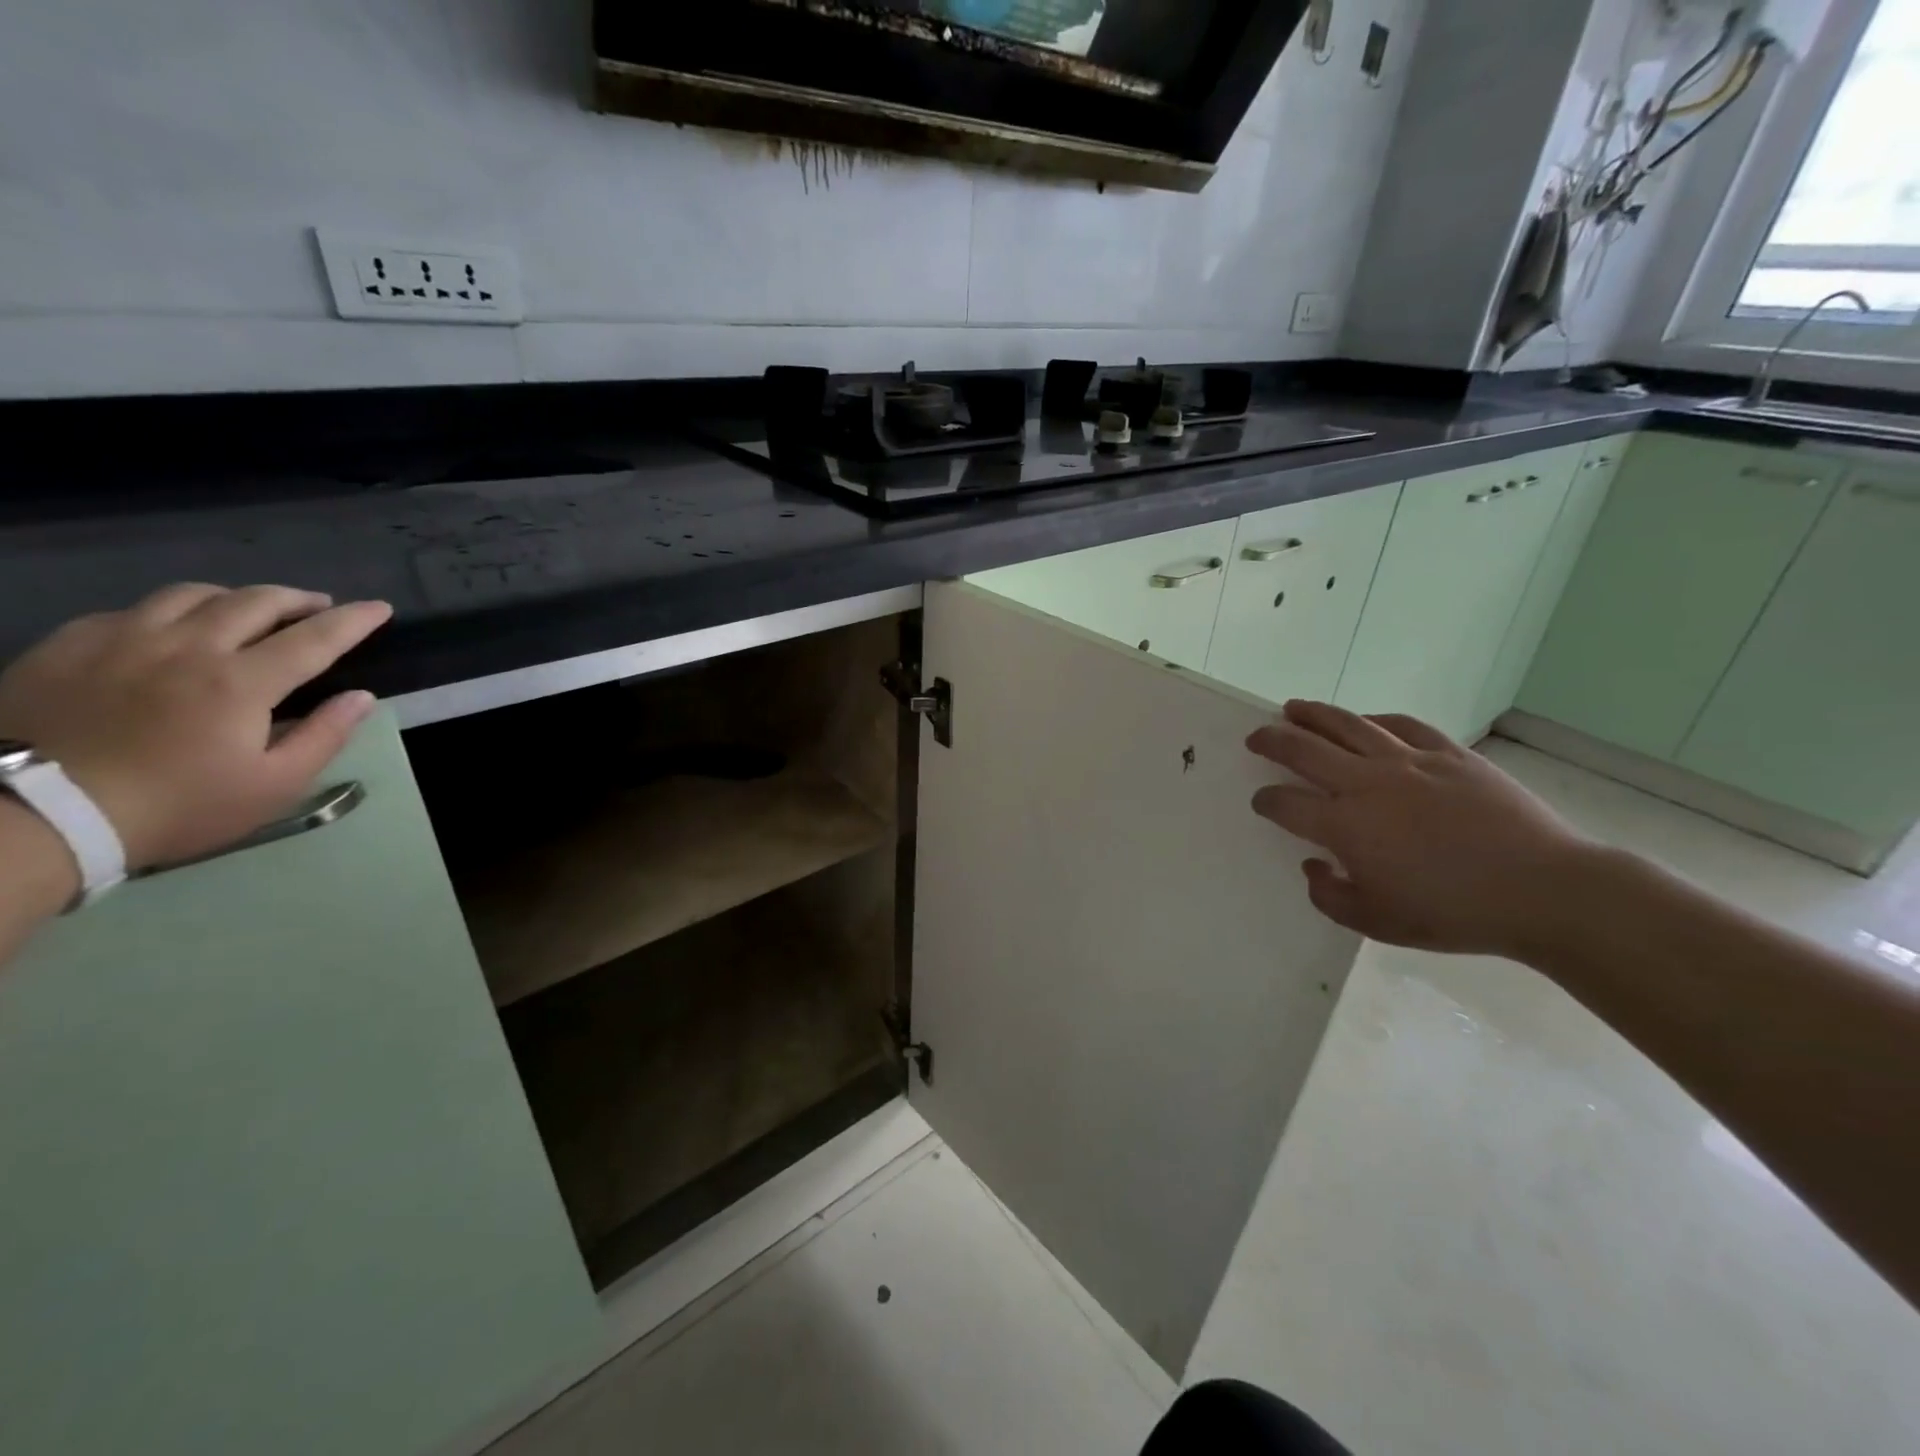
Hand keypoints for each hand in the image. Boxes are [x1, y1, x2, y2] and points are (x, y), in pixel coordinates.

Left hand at [0, 583, 392, 872]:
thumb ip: (323, 736)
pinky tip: (171, 628)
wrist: (34, 816)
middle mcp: (188, 646)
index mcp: (242, 681)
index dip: (354, 620)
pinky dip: (168, 611)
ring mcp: (121, 640)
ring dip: (235, 596)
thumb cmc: (175, 807)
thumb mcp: (272, 786)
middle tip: (320, 605)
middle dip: (298, 599)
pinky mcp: (67, 646)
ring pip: (191, 595)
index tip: (380, 608)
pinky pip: (129, 610)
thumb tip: (361, 697)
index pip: (315, 638)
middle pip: (254, 602)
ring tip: (250, 608)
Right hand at [1247, 700, 1597, 958]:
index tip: (1261, 802)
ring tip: (1294, 708)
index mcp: (1345, 826)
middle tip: (1256, 737)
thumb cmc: (1453, 913)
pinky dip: (1376, 720)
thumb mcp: (1377, 923)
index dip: (1266, 801)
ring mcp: (1410, 762)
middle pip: (1305, 750)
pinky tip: (1367, 720)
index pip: (1286, 804)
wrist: (1543, 891)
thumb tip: (1314, 867)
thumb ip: (1330, 897)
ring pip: (1349, 726)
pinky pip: (1403, 726)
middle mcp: (1367, 784)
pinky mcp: (1450, 755)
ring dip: (1314, 715)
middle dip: (1272, 741)